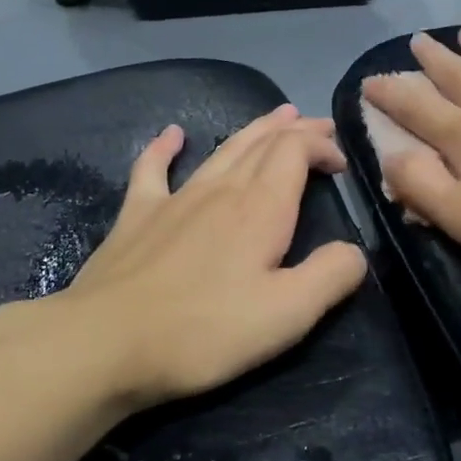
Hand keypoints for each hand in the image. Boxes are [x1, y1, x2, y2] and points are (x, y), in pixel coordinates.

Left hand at [60, 105, 367, 411]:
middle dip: (295, 130)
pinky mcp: (136, 216)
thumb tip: (354, 252)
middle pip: (262, 143)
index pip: (296, 152)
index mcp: (260, 209)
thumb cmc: (204, 331)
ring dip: (253, 130)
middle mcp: (220, 190)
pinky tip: (172, 134)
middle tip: (318, 126)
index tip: (341, 164)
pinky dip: (165, 147)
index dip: (322, 147)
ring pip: (221, 150)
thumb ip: (332, 276)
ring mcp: (174, 199)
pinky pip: (152, 169)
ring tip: (275, 117)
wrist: (105, 343)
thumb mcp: (288, 314)